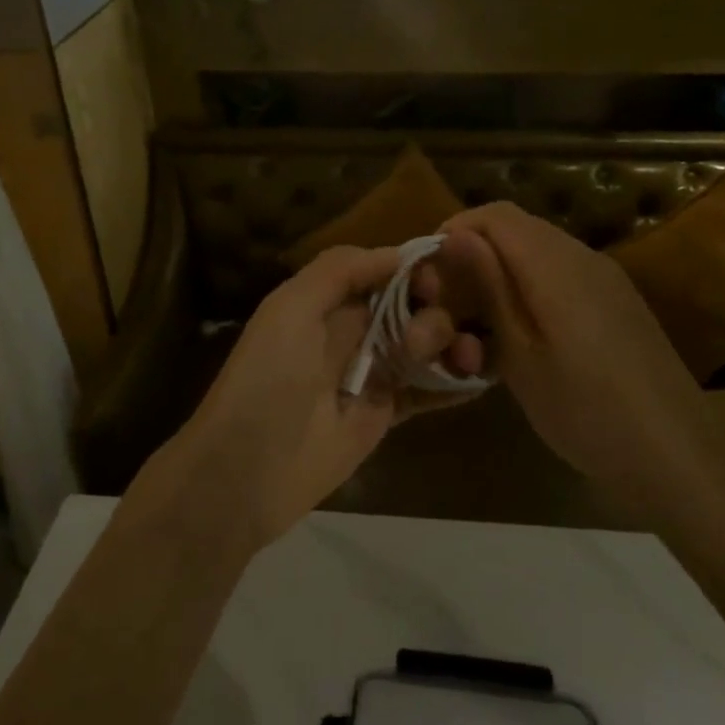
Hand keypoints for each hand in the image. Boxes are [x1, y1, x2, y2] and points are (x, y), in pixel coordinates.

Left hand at [138, 245, 483, 553]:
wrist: (247, 471)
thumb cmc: (266, 379)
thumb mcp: (290, 309)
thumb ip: (338, 271)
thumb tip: (397, 253)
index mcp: (328, 300)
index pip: (384, 269)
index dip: (414, 267)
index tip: (439, 275)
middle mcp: (353, 330)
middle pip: (411, 304)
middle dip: (434, 307)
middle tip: (427, 336)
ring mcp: (372, 372)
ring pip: (425, 344)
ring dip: (450, 342)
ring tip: (459, 358)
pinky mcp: (386, 414)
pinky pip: (427, 390)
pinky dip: (454, 382)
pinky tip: (477, 378)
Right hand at [425, 203, 705, 494]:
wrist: (677, 455)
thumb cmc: (586, 411)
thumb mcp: (521, 355)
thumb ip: (489, 288)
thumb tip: (455, 235)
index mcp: (556, 264)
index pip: (494, 215)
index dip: (456, 232)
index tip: (430, 273)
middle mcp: (583, 256)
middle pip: (517, 228)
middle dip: (476, 254)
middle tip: (450, 303)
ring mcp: (607, 278)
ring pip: (539, 251)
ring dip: (503, 272)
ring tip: (481, 323)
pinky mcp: (619, 301)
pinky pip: (563, 273)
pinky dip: (532, 288)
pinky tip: (525, 335)